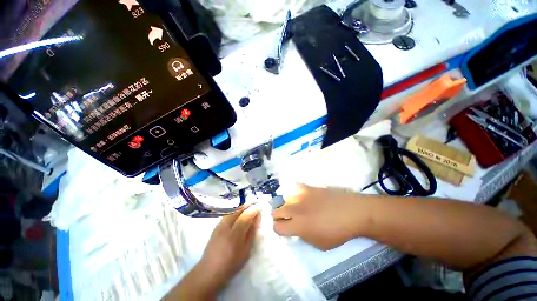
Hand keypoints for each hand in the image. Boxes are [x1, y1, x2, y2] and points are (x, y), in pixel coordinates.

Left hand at [198, 205, 260, 290]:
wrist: (209, 271)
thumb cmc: (231, 263)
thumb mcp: (246, 250)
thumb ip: (251, 233)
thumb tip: (256, 219)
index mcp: (235, 233)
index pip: (246, 215)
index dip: (254, 209)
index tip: (261, 206)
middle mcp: (226, 225)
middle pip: (239, 210)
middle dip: (248, 205)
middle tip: (256, 202)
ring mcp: (220, 224)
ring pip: (233, 211)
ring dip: (242, 207)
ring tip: (249, 206)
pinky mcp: (216, 226)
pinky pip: (228, 214)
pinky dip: (235, 211)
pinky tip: (238, 213)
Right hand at [272, 184, 362, 249]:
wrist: (352, 212)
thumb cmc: (338, 232)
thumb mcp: (320, 244)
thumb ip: (303, 236)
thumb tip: (296, 229)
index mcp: (298, 226)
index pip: (277, 227)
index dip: (278, 229)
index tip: (284, 229)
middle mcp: (295, 209)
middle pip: (276, 211)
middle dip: (278, 217)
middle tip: (286, 218)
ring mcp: (300, 196)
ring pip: (283, 199)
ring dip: (286, 204)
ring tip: (293, 207)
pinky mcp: (307, 187)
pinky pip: (294, 188)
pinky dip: (294, 193)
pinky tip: (300, 196)